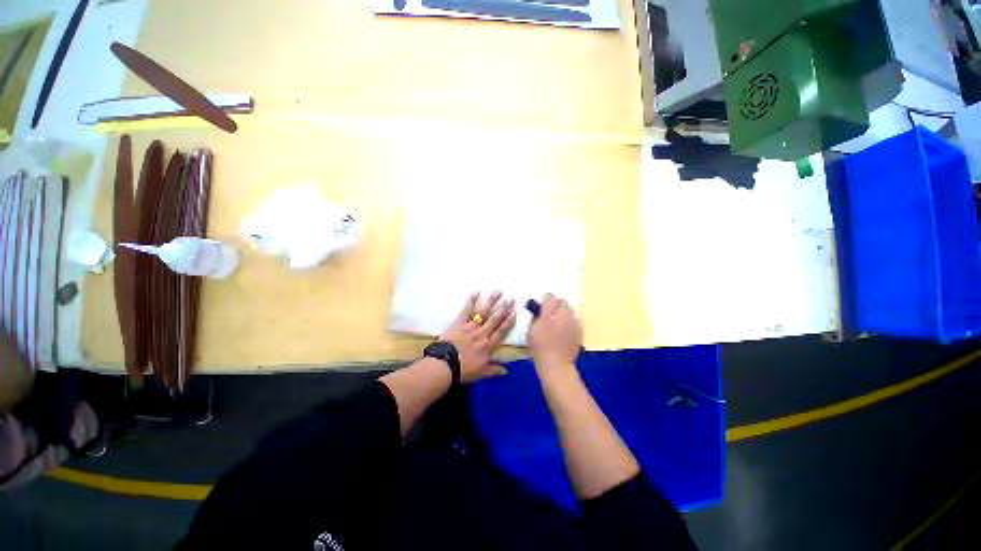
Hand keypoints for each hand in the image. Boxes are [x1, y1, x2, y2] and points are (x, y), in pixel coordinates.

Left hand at [440, 291, 515, 383]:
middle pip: (494, 319)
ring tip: (498, 292)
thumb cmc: (463, 370)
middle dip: (503, 309)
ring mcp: (470, 327)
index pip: (501, 332)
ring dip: (491, 302)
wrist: (445, 365)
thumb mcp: (481, 373)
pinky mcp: (459, 323)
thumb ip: (494, 370)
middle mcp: (482, 334)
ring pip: (483, 312)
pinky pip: (466, 311)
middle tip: (511, 299)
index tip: (514, 312)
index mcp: (488, 346)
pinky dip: (471, 301)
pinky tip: (476, 292)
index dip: (508, 322)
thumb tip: (507, 371)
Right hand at [528, 294, 581, 367]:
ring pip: (570, 312)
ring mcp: (575, 323)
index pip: (551, 297)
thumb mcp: (532, 329)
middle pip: (563, 303)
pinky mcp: (580, 332)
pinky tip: (564, 333)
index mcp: (552, 312)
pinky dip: (570, 324)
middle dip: (557, 307)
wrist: (556, 364)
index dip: (546, 301)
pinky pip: (575, 322)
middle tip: (549, 316)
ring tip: (558, 324)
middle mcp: (566, 314)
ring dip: (565, 314)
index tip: (542, 307)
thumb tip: (541, 308)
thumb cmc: (540, 346)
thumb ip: (537, 315)